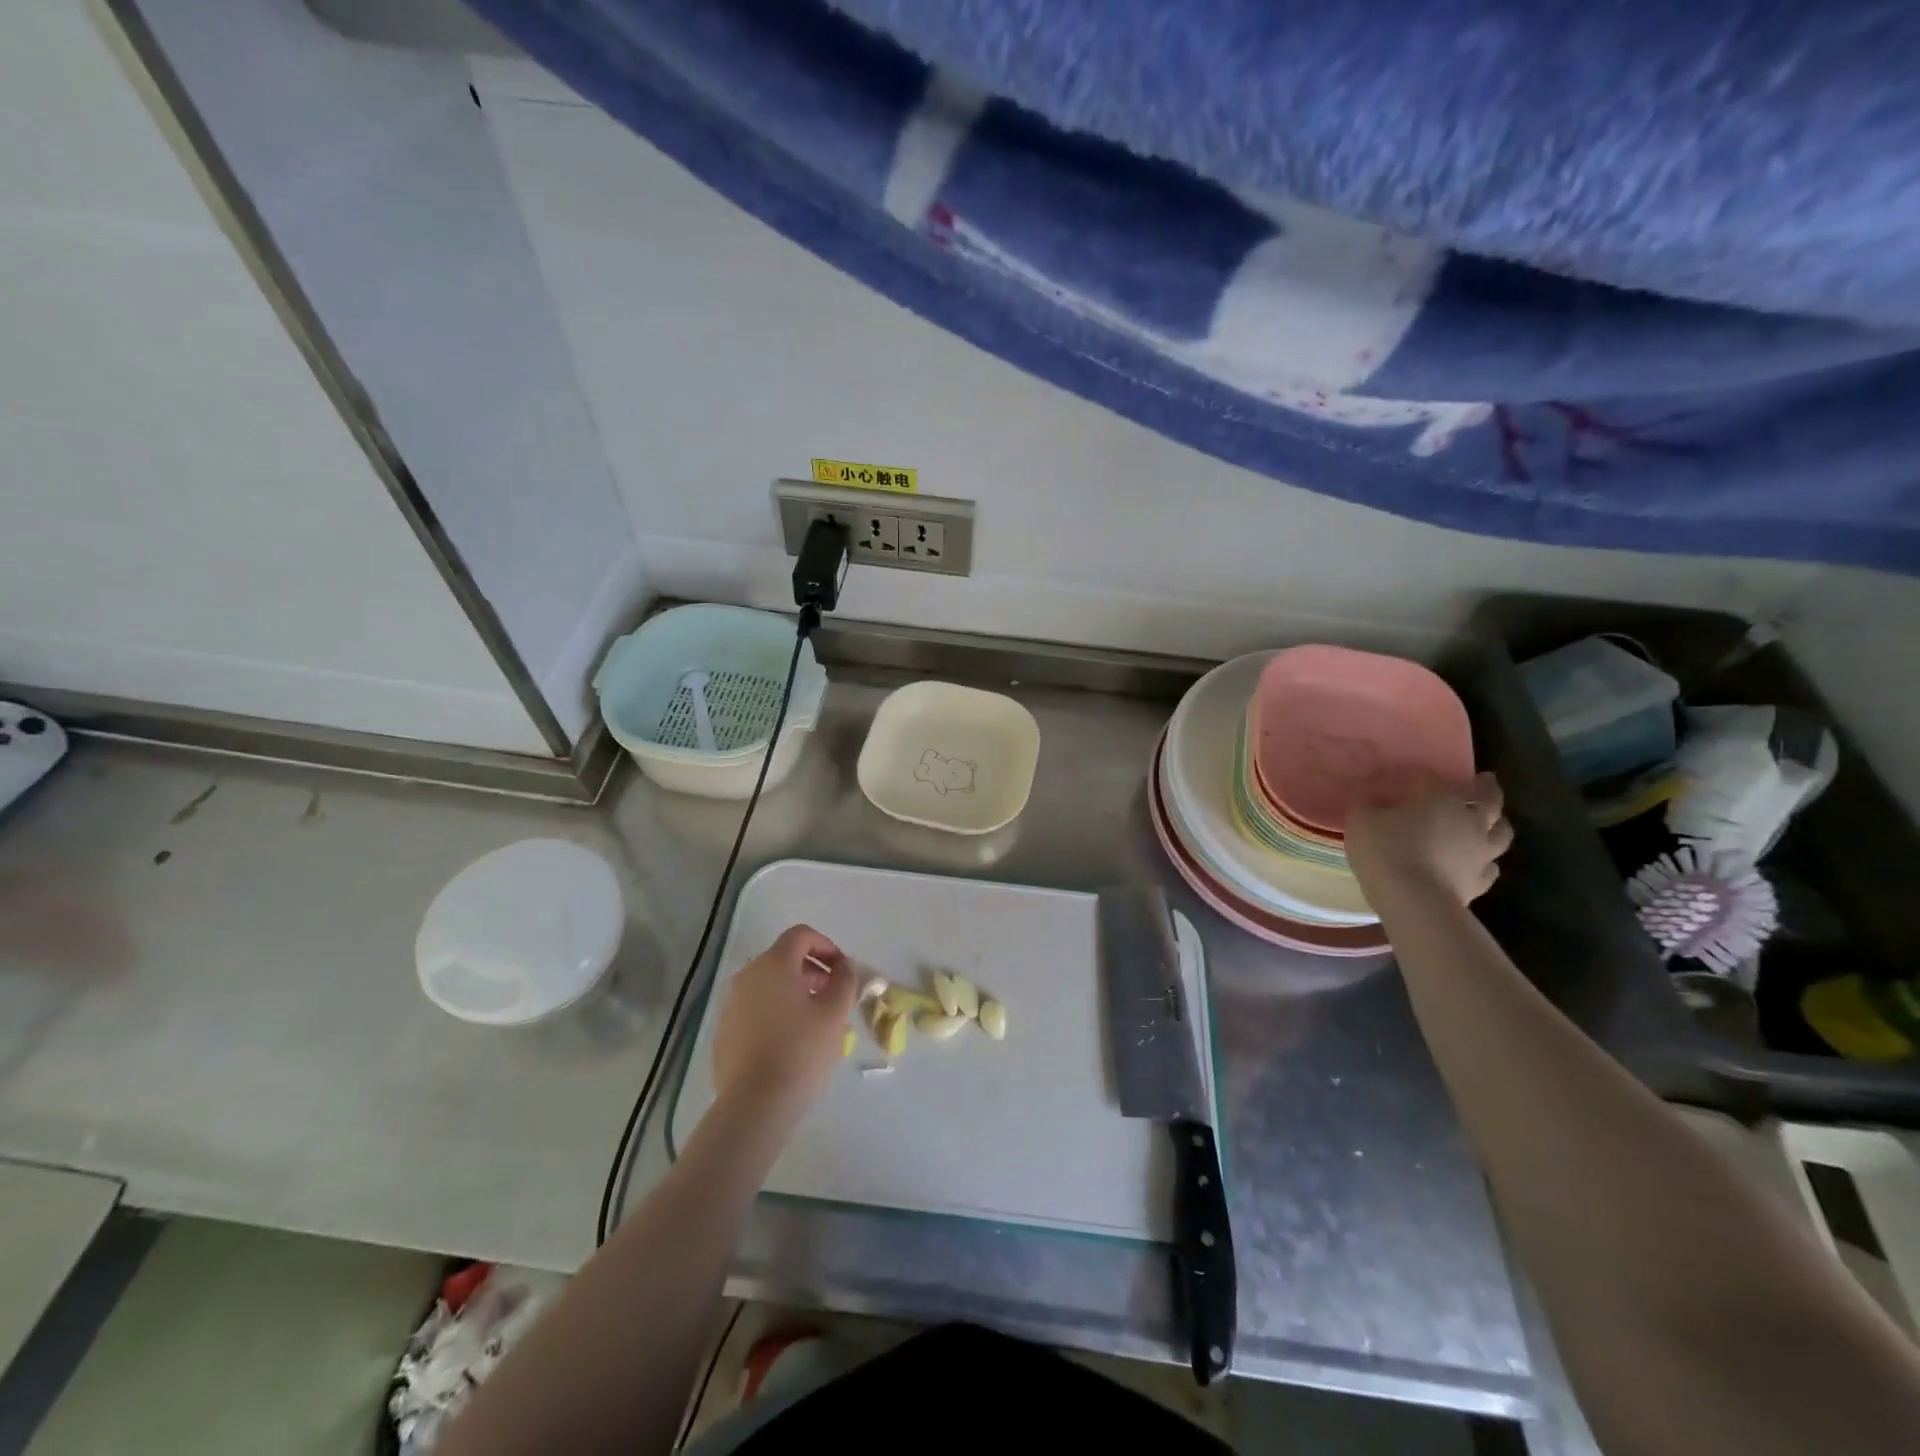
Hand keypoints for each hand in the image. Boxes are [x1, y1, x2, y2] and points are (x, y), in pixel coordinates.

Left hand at [713, 924, 856, 1129]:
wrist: (754, 1106)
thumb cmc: (801, 1051)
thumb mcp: (835, 1013)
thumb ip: (844, 980)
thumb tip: (842, 968)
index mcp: (773, 964)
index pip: (801, 935)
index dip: (826, 946)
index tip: (842, 971)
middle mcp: (747, 976)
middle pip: (784, 959)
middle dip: (812, 971)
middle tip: (833, 997)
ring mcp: (731, 1005)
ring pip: (769, 986)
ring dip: (795, 994)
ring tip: (815, 1023)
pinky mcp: (724, 1032)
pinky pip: (755, 1010)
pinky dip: (776, 1014)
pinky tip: (790, 1044)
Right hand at [1346, 772, 1513, 903]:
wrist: (1414, 901)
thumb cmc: (1386, 851)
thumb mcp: (1361, 819)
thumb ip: (1367, 803)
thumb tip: (1370, 795)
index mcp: (1441, 798)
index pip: (1434, 778)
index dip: (1421, 775)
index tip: (1409, 775)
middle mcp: (1470, 820)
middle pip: (1488, 799)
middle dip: (1486, 788)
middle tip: (1484, 780)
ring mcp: (1481, 852)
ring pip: (1501, 832)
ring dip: (1498, 823)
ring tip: (1492, 820)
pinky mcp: (1480, 881)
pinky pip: (1491, 866)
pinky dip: (1487, 860)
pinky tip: (1480, 861)